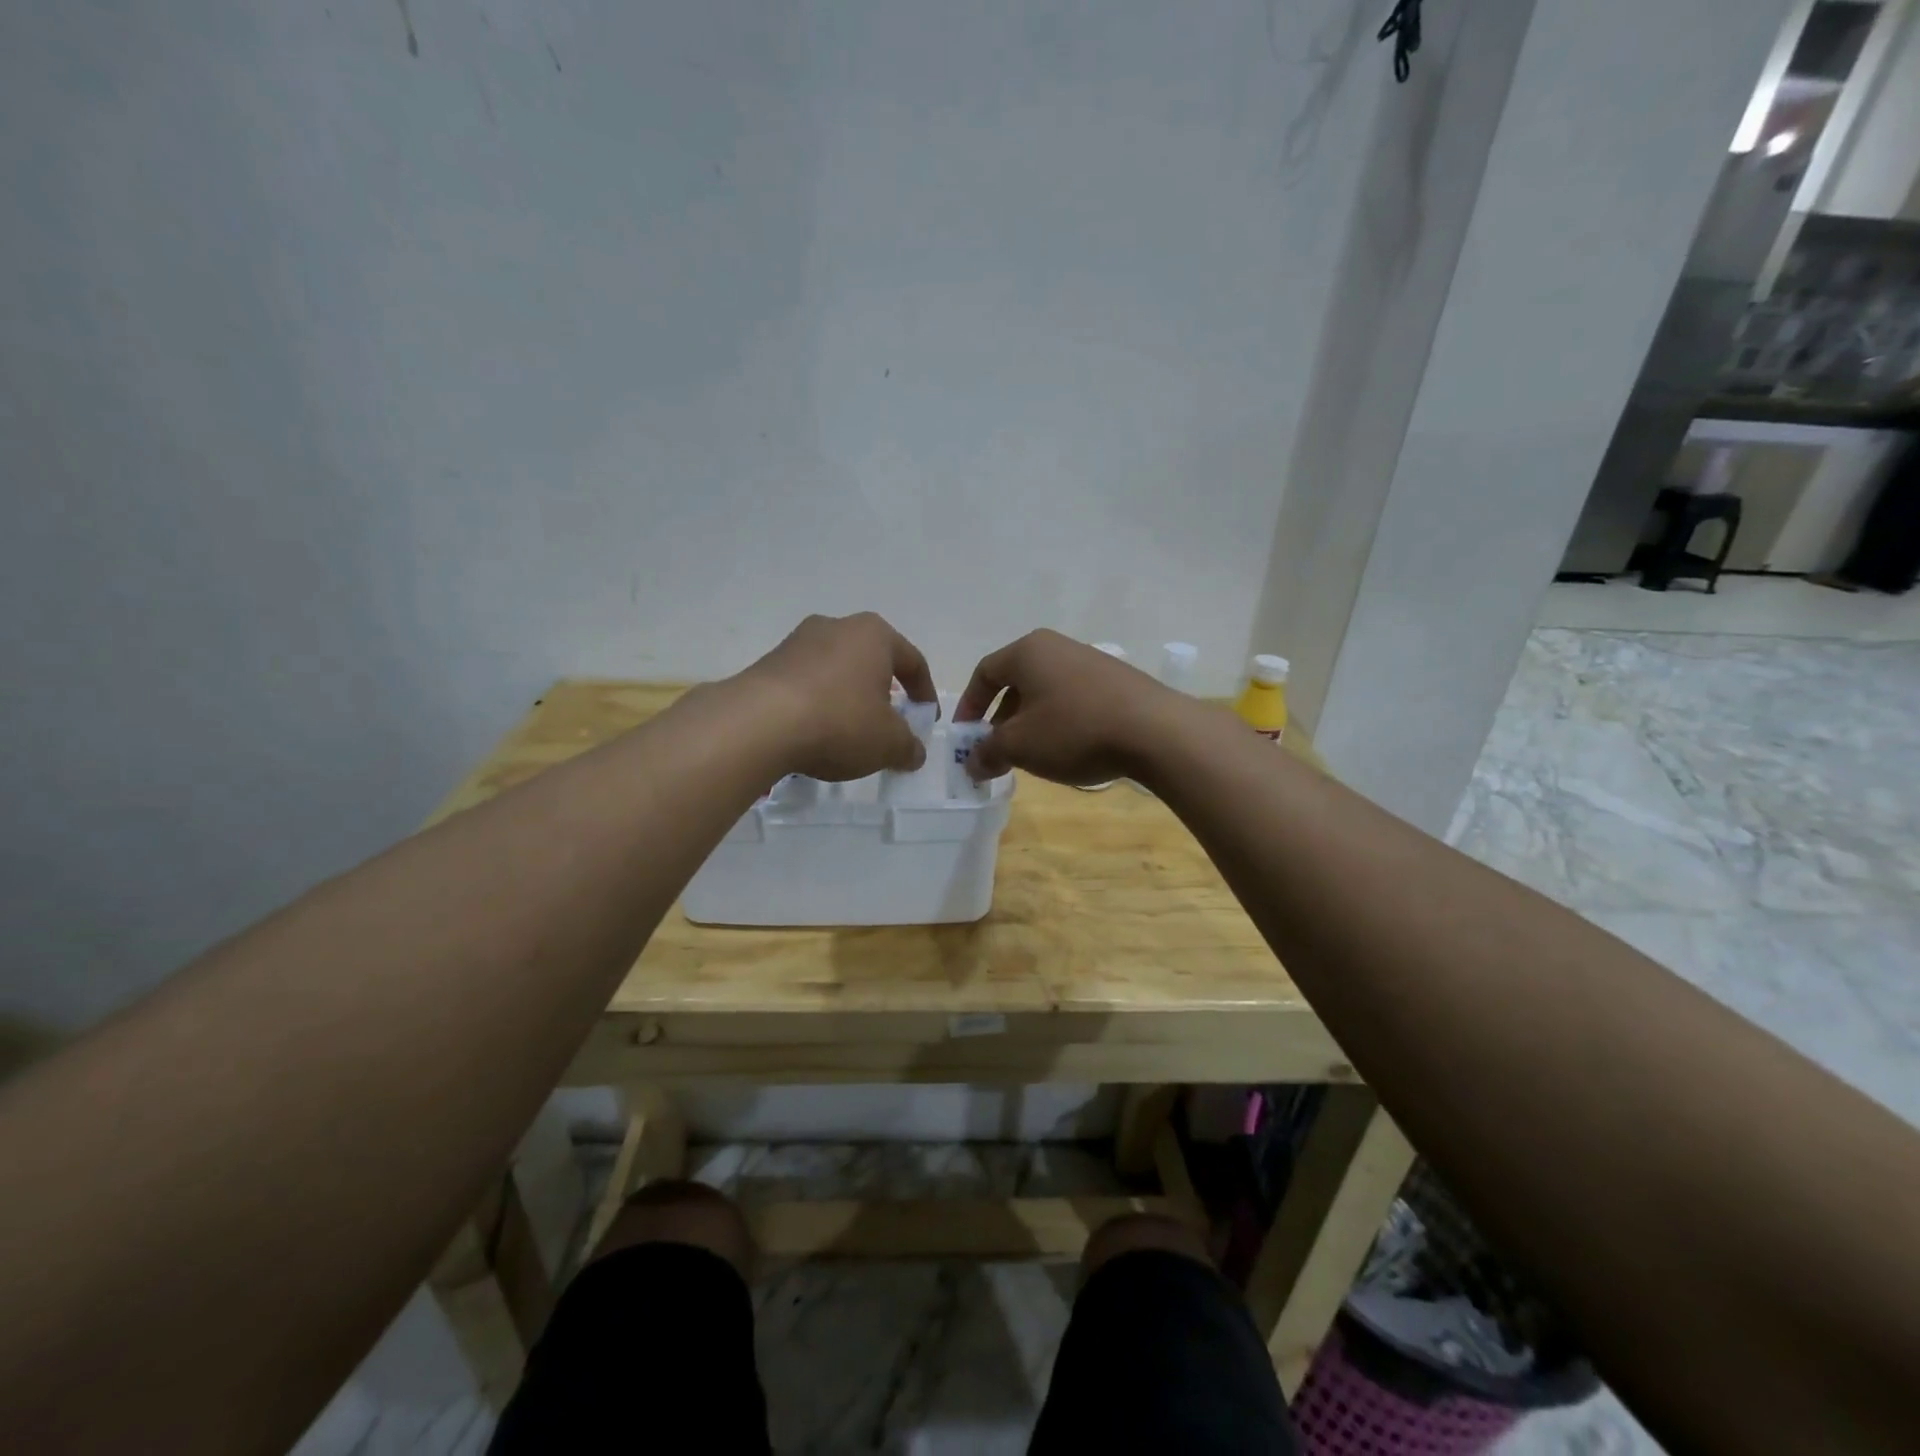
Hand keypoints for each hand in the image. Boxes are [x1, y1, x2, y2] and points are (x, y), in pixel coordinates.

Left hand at [735, 613, 937, 780]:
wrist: (758, 724)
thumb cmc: (839, 722)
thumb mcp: (888, 743)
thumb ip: (908, 747)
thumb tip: (914, 752)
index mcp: (874, 634)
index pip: (912, 661)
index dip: (925, 693)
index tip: (926, 720)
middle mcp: (837, 627)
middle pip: (872, 661)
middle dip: (884, 692)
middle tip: (889, 723)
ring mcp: (797, 642)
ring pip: (837, 670)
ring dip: (849, 698)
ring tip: (850, 732)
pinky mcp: (768, 663)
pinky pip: (807, 683)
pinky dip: (819, 704)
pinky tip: (816, 732)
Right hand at [954, 630, 1186, 786]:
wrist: (1155, 731)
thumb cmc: (1074, 730)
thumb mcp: (1020, 746)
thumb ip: (988, 752)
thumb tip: (972, 763)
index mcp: (1028, 651)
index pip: (984, 672)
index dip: (969, 706)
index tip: (965, 737)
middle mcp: (1057, 647)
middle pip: (1016, 682)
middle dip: (1000, 720)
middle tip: (996, 752)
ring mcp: (1091, 662)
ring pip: (1045, 693)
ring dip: (1030, 724)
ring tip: (1032, 756)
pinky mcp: (1117, 682)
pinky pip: (1073, 699)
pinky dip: (1060, 723)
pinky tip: (1069, 750)